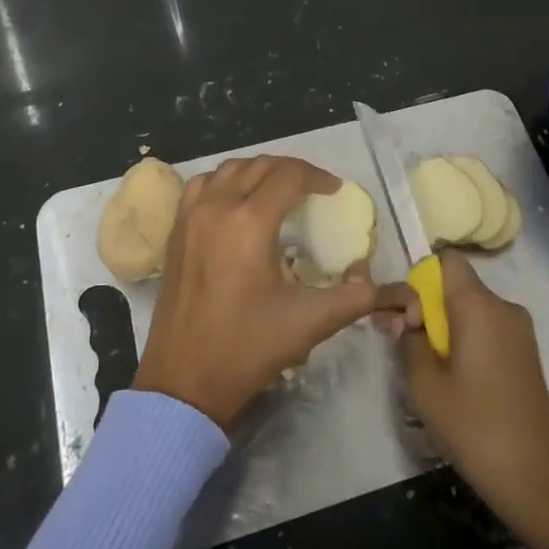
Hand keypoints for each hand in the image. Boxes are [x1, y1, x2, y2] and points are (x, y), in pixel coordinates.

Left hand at [133, 156, 386, 429]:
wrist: (184, 382)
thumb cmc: (247, 349)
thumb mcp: (311, 323)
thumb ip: (355, 296)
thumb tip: (373, 274)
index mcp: (250, 223)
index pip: (289, 176)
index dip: (318, 177)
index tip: (335, 191)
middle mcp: (217, 208)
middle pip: (259, 166)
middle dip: (292, 171)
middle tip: (314, 189)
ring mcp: (190, 218)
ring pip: (228, 170)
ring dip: (258, 171)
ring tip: (279, 190)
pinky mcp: (174, 232)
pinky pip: (202, 186)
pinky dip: (225, 181)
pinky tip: (237, 202)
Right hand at [398, 250, 548, 515]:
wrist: (534, 474)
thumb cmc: (473, 425)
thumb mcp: (424, 384)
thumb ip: (407, 339)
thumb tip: (402, 316)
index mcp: (478, 305)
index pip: (447, 260)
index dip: (421, 276)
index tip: (405, 311)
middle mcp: (503, 306)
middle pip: (457, 286)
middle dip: (428, 306)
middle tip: (404, 344)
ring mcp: (520, 330)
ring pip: (472, 310)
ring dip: (446, 327)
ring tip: (429, 369)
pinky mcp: (526, 352)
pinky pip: (488, 329)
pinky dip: (467, 341)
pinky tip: (457, 381)